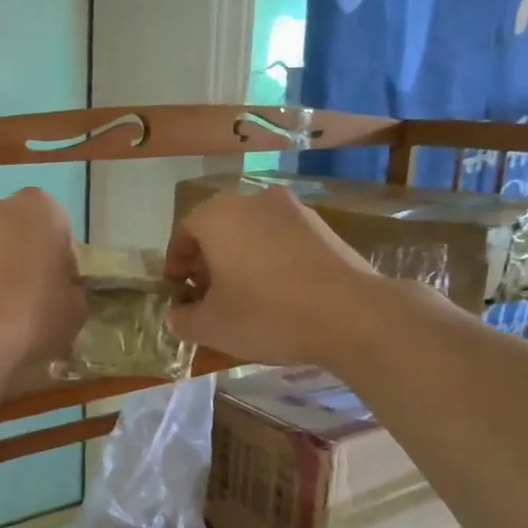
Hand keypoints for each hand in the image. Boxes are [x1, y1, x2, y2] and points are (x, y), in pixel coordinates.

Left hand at [0, 188, 86, 369]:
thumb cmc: (38, 312)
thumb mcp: (78, 308)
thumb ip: (76, 290)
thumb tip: (68, 292)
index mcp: (43, 207)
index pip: (61, 232)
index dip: (63, 263)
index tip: (62, 290)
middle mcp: (1, 206)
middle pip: (24, 232)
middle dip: (29, 256)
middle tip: (37, 295)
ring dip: (2, 267)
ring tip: (8, 307)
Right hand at [164, 184, 376, 364]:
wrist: (353, 315)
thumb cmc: (267, 314)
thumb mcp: (211, 326)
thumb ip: (183, 319)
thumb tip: (177, 315)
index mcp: (217, 216)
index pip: (183, 232)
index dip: (175, 264)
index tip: (177, 291)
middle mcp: (252, 200)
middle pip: (217, 228)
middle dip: (207, 260)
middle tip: (207, 295)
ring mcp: (292, 209)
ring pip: (251, 232)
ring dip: (239, 259)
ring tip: (243, 296)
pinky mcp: (323, 226)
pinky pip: (281, 240)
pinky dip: (270, 259)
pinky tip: (277, 293)